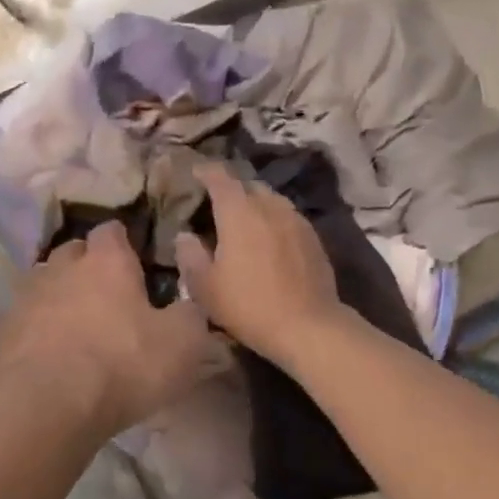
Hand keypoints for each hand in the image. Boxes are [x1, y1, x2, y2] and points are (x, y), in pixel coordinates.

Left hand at [0, 221, 216, 437]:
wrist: (45, 405)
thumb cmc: (122, 365)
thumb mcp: (182, 343)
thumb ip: (190, 315)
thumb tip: (188, 306)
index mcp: (106, 262)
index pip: (112, 231)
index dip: (123, 244)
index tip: (135, 263)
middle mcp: (60, 268)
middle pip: (72, 253)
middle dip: (87, 267)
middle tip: (107, 296)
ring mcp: (24, 299)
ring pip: (43, 285)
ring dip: (58, 298)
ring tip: (74, 327)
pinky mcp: (0, 333)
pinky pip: (22, 322)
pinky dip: (35, 332)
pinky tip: (46, 357)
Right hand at [175, 163, 347, 365]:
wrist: (307, 326)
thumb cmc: (248, 305)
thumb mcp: (204, 286)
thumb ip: (189, 255)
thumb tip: (184, 235)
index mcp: (239, 212)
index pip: (219, 177)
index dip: (205, 172)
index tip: (194, 173)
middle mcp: (269, 206)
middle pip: (247, 185)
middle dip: (230, 189)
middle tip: (215, 204)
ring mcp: (295, 220)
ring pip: (270, 200)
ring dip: (254, 204)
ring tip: (243, 221)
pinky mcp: (313, 238)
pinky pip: (287, 217)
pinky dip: (273, 220)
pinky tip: (268, 240)